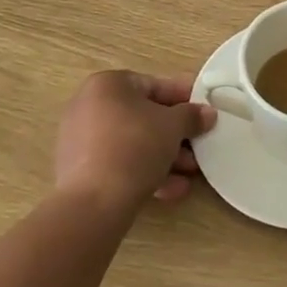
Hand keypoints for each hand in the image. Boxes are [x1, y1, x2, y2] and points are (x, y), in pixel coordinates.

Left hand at [55, 71, 215, 212]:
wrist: (94, 202)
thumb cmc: (135, 146)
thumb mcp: (173, 126)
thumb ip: (191, 116)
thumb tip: (207, 113)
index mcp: (107, 84)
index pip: (153, 85)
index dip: (183, 98)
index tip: (203, 111)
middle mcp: (89, 106)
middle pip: (142, 116)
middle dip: (175, 134)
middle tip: (199, 146)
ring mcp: (80, 141)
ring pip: (132, 143)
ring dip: (164, 156)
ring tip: (190, 173)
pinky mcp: (79, 172)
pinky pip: (118, 164)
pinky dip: (144, 173)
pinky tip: (171, 190)